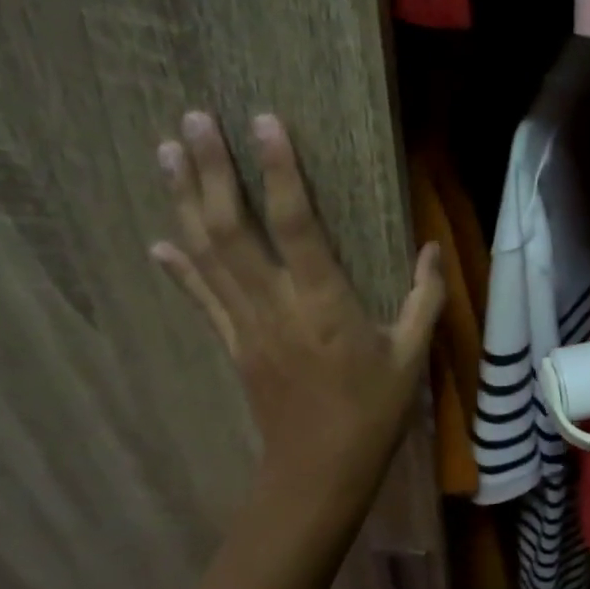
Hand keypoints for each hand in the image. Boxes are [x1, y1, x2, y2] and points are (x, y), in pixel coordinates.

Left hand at [150, 110, 443, 553]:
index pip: (295, 224)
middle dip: (211, 171)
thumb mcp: (413, 356)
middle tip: (193, 118)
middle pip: (232, 229)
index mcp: (324, 304)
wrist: (319, 470)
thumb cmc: (374, 412)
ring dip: (184, 201)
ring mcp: (245, 326)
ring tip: (168, 152)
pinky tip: (157, 239)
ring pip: (207, 255)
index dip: (278, 171)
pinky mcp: (232, 345)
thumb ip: (424, 298)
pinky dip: (178, 267)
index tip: (263, 121)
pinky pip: (200, 298)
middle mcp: (275, 306)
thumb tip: (431, 249)